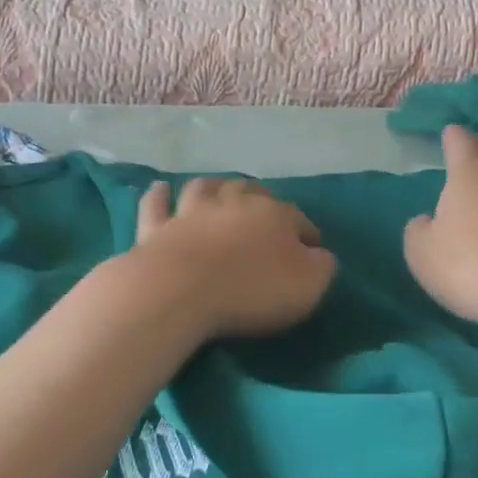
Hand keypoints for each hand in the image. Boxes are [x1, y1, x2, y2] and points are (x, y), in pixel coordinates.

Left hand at [127, 178, 337, 340]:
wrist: (181, 290)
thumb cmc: (251, 290)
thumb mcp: (307, 286)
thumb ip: (320, 267)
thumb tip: (320, 255)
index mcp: (274, 216)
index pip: (298, 219)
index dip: (307, 233)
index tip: (312, 247)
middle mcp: (233, 204)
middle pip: (251, 193)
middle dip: (261, 199)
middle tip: (264, 211)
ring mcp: (191, 212)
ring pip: (205, 188)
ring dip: (214, 187)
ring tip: (218, 190)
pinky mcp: (156, 228)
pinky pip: (157, 205)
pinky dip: (159, 196)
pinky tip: (160, 189)